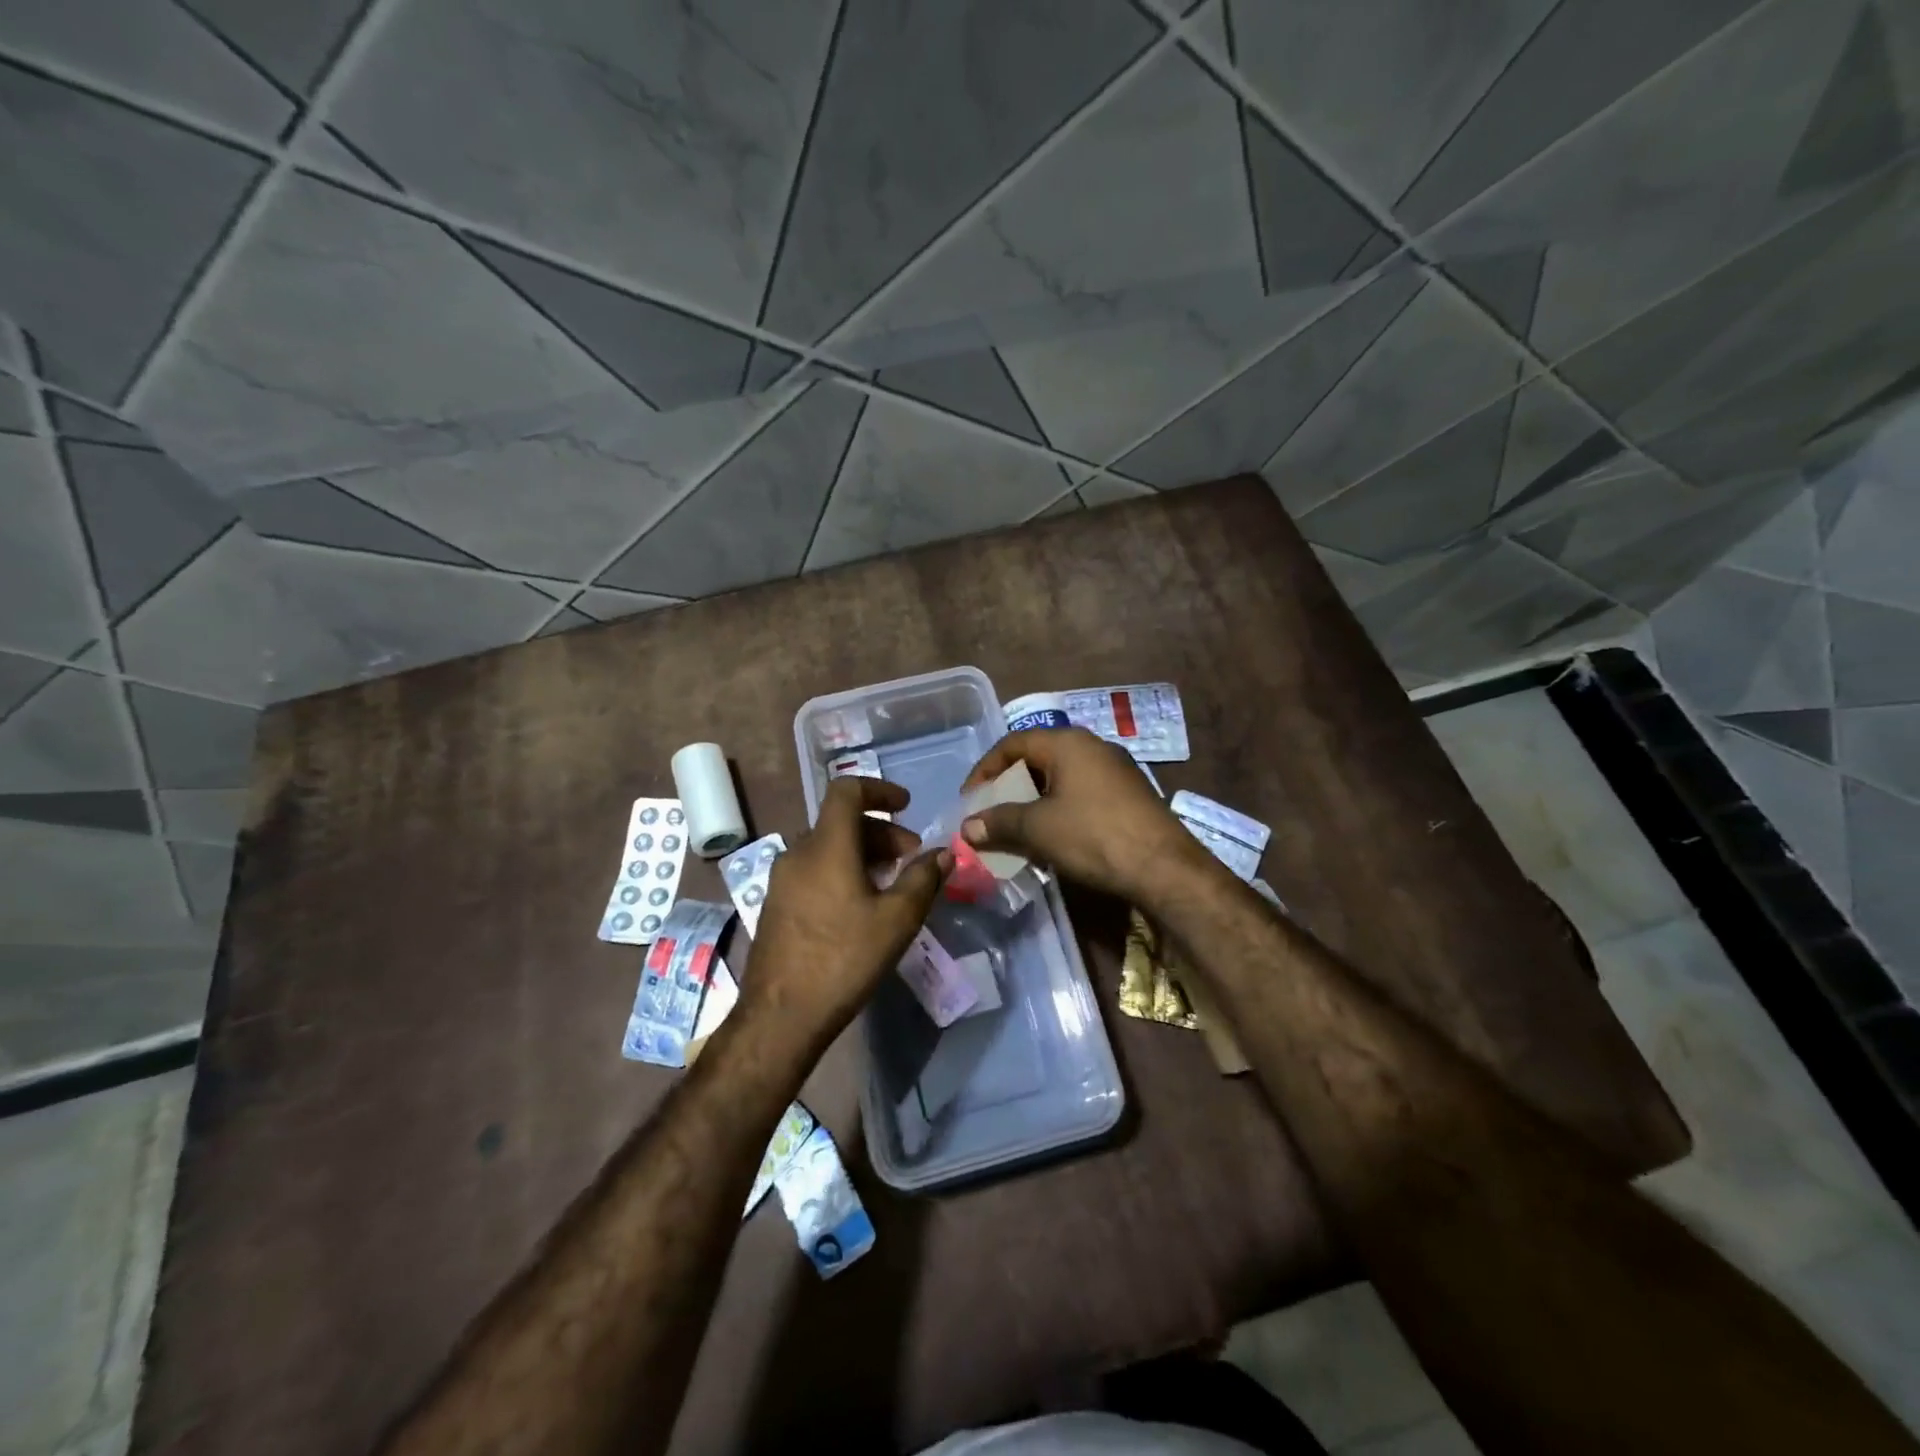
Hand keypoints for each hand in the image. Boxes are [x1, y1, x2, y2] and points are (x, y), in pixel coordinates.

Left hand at [741, 777, 950, 1047]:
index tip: (907, 806)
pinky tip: (860, 905)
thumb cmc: (843, 960)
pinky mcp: (775, 904)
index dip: (879, 789)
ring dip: (862, 852)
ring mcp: (782, 879)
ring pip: (827, 846)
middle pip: (841, 820)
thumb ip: (923, 879)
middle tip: (910, 857)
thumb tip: (943, 854)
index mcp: (826, 846)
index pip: (847, 790)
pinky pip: (813, 869)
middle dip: (881, 830)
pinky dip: (842, 870)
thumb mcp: (896, 920)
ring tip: (890, 882)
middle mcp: (798, 853)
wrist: (780, 1016)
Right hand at [958, 728, 1210, 901]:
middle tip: (992, 814)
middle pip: (1037, 759)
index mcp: (1067, 743)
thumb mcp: (1038, 829)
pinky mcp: (1130, 795)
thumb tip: (967, 827)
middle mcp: (1092, 747)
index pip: (1012, 744)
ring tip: (1018, 830)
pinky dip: (1060, 810)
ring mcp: (1115, 770)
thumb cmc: (1093, 836)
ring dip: (1034, 802)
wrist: (1164, 867)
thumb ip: (999, 822)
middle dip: (1009, 788)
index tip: (970, 800)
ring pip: (1061, 779)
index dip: (985, 770)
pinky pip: (1082, 794)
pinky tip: (1055, 839)